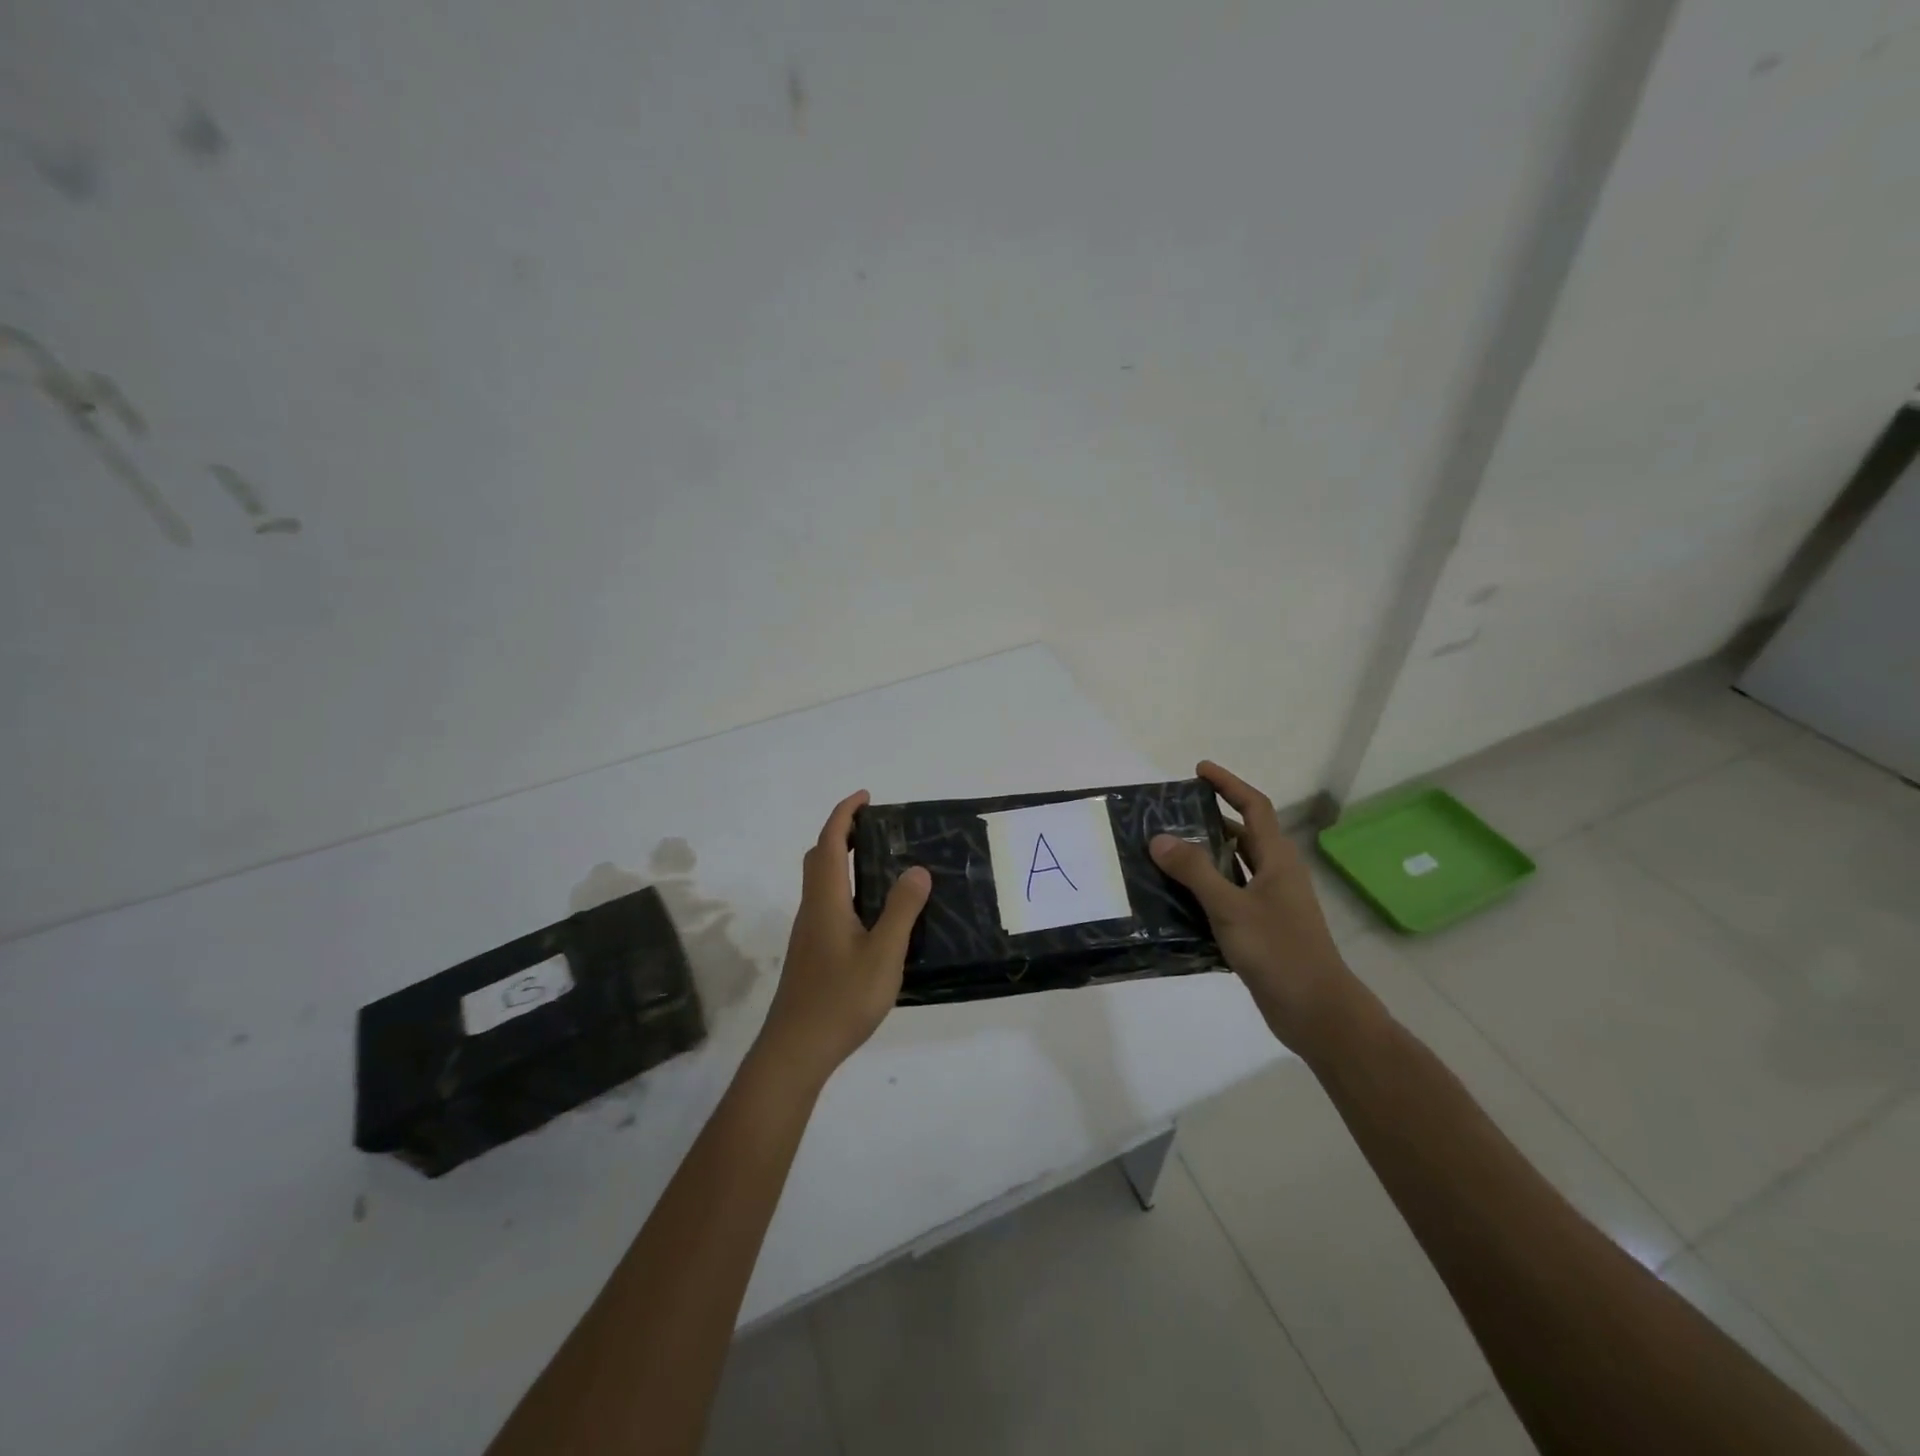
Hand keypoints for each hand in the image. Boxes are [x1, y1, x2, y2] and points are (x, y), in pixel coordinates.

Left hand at [758, 790, 931, 1086]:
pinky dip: (845, 889)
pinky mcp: (812, 953)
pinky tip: (872, 913)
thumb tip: (916, 869)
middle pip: (818, 858)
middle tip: (874, 828)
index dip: (844, 814)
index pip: (829, 843)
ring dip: (841, 861)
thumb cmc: (841, 999)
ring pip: (821, 883)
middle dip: (841, 833)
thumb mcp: (883, 954)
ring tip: (881, 864)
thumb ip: (901, 911)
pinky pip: (827, 904)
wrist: (796, 1050)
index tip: (866, 797)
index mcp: (826, 901)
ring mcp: (809, 933)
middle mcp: (813, 910)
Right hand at [1150, 761, 1363, 1055]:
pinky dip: (1203, 892)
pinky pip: (1227, 898)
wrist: (1316, 1012)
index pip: (1254, 807)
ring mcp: (1270, 904)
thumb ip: (1195, 872)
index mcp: (1277, 860)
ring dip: (1202, 859)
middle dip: (1208, 822)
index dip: (1229, 785)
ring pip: (1233, 869)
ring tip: (1162, 854)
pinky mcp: (1260, 930)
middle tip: (1168, 817)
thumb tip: (1160, 838)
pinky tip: (1174, 900)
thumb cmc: (1279, 951)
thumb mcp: (1231, 908)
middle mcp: (1276, 875)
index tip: (1199, 770)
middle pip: (1242, 836)